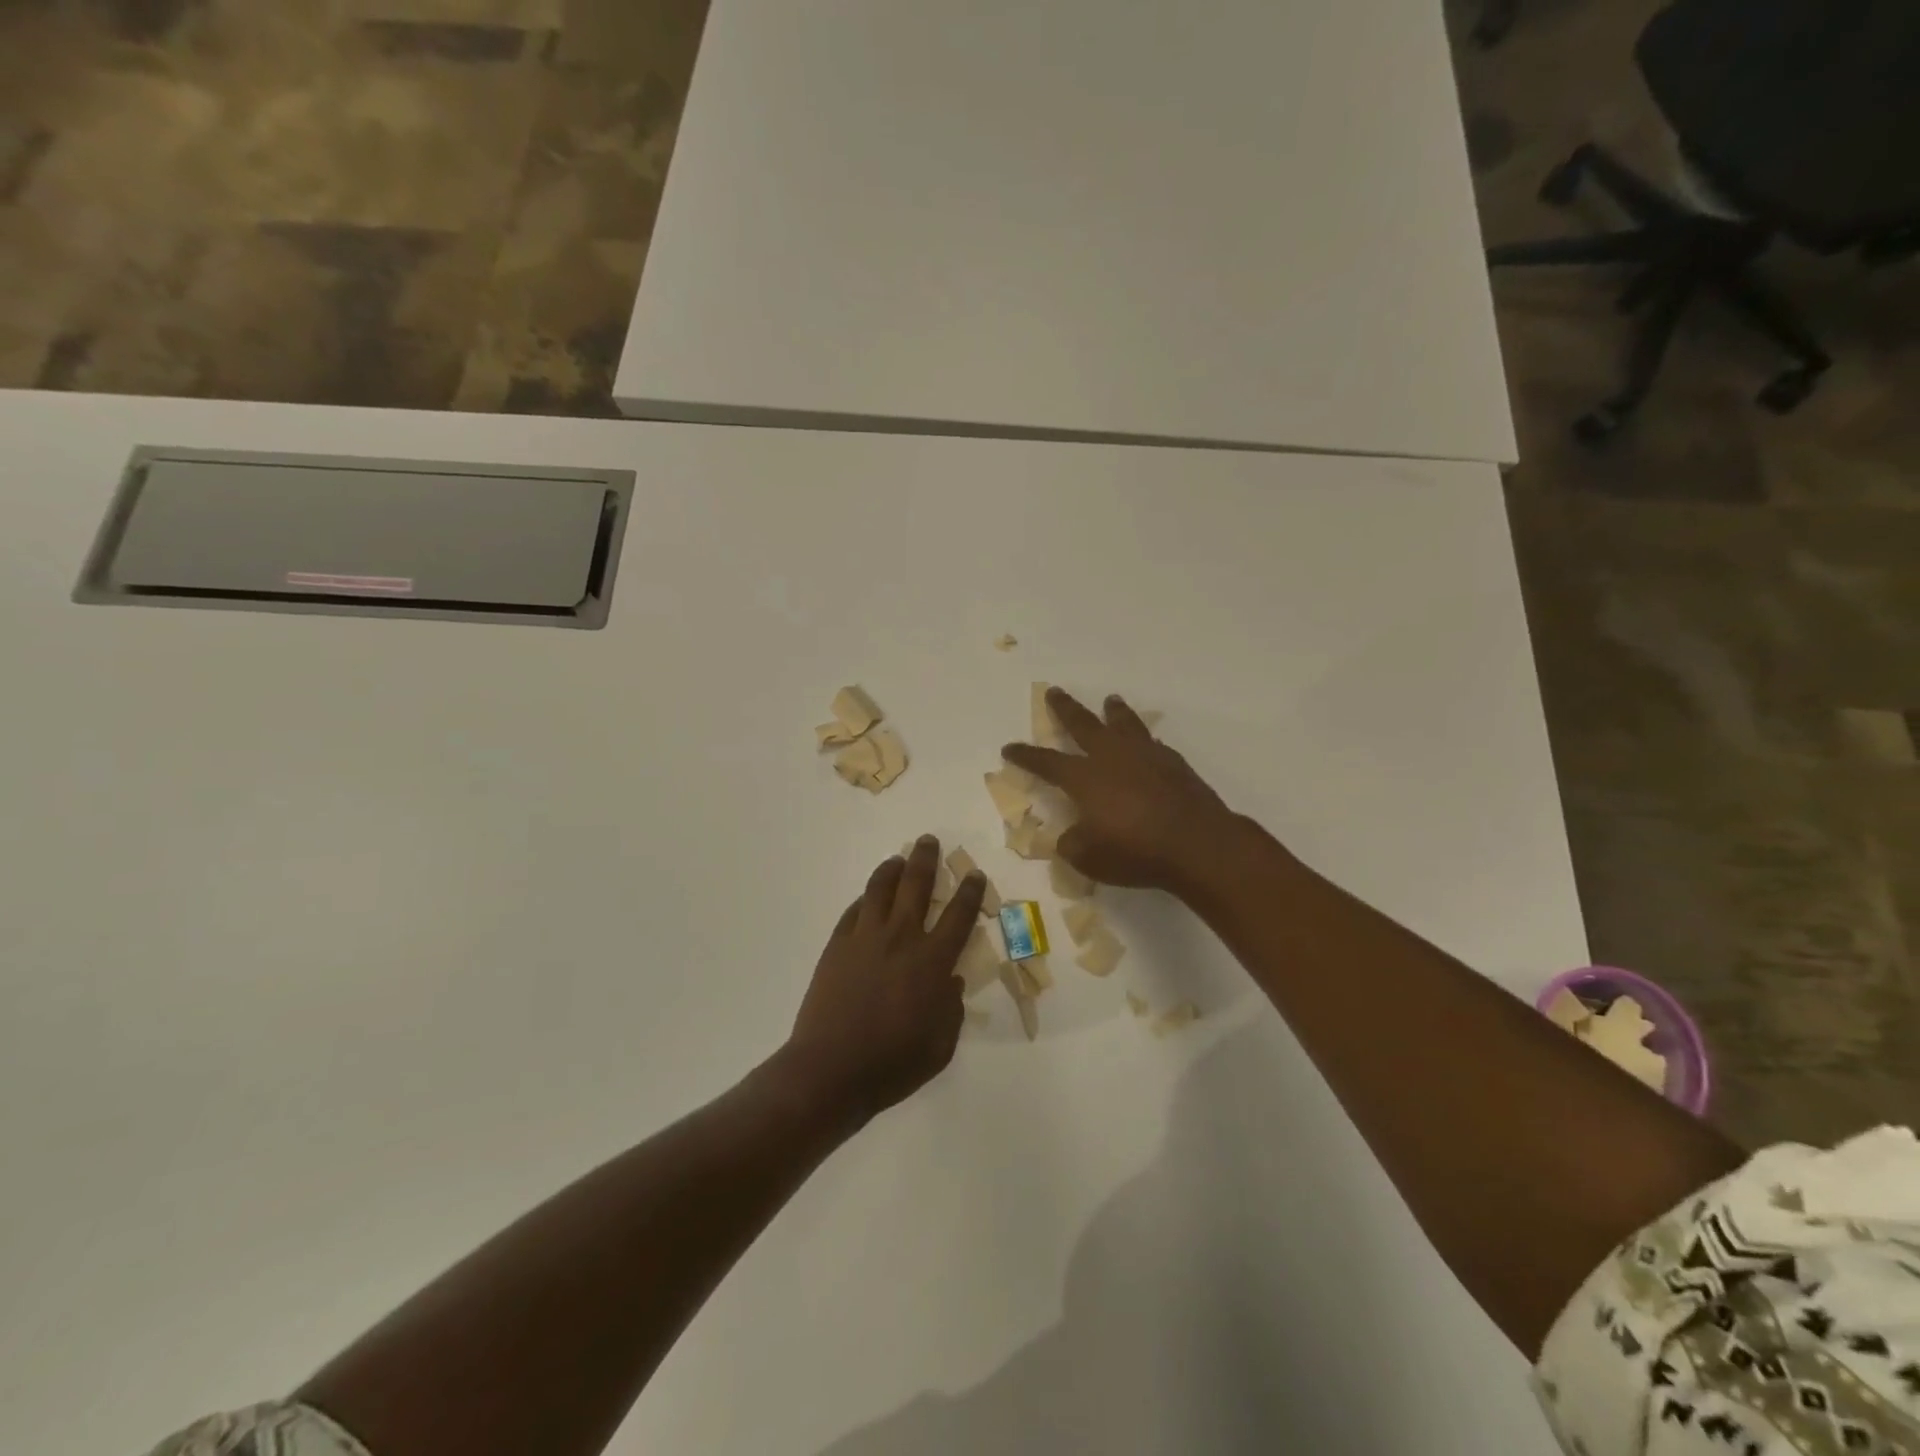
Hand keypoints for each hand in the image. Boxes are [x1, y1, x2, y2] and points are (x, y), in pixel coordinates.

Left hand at [784, 837, 986, 1125]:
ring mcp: (864, 938)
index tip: (974, 874)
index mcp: (932, 962)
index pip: (959, 916)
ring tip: (898, 859)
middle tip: (929, 841)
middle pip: (916, 885)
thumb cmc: (893, 1064)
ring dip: (892, 869)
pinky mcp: (837, 946)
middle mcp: (901, 939)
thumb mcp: (940, 1046)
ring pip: (880, 889)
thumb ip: (951, 1010)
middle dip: (926, 859)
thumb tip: (951, 982)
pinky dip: (864, 900)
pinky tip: (867, 899)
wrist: (831, 1070)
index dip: (970, 892)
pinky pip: (853, 911)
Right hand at [1003, 688, 1240, 893]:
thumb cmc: (1135, 852)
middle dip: (1065, 708)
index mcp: (1084, 778)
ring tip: (1110, 700)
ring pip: (1123, 723)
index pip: (1046, 762)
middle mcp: (1111, 757)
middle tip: (1054, 692)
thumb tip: (1070, 837)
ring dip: (1113, 711)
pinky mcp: (1173, 763)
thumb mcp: (1089, 858)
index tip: (1010, 747)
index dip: (1026, 755)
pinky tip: (1146, 743)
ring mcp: (1145, 755)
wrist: (1197, 844)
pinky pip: (1152, 743)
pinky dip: (1143, 739)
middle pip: (1083, 724)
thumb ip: (1072, 844)